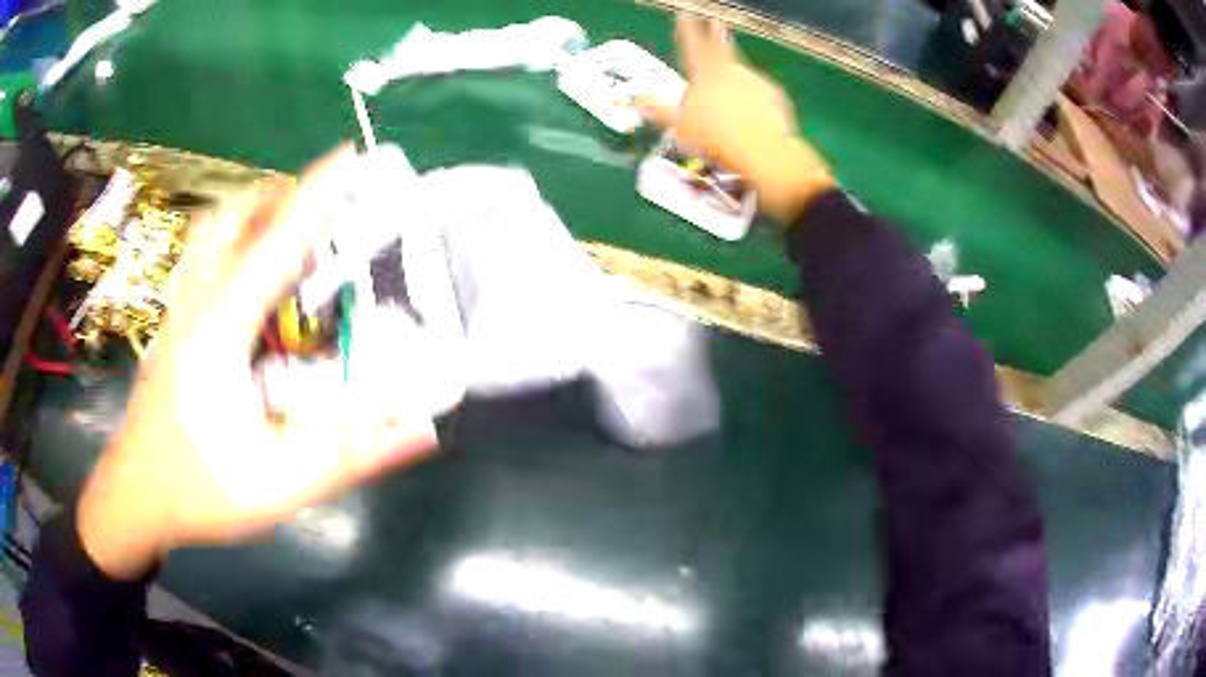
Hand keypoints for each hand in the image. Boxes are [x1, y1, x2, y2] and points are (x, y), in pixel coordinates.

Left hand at [77, 147, 438, 579]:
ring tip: (292, 227)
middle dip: (284, 196)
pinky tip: (250, 274)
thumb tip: (419, 429)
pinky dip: (232, 240)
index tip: (351, 155)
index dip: (315, 195)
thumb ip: (344, 456)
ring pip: (213, 232)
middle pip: (234, 219)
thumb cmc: (196, 490)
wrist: (134, 498)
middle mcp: (195, 305)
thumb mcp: (275, 486)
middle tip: (328, 207)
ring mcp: (178, 310)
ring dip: (255, 213)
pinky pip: (203, 257)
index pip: (273, 245)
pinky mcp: (173, 323)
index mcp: (219, 332)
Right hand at [639, 16, 834, 221]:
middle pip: (721, 47)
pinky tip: (754, 110)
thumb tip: (636, 98)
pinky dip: (755, 96)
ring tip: (733, 82)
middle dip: (715, 33)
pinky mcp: (774, 96)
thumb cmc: (715, 139)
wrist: (762, 152)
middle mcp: (730, 71)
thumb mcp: (679, 126)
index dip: (685, 29)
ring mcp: (755, 81)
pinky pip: (761, 92)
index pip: (691, 45)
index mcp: (704, 75)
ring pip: (741, 71)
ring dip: (736, 71)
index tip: (683, 15)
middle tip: (716, 22)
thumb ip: (658, 109)